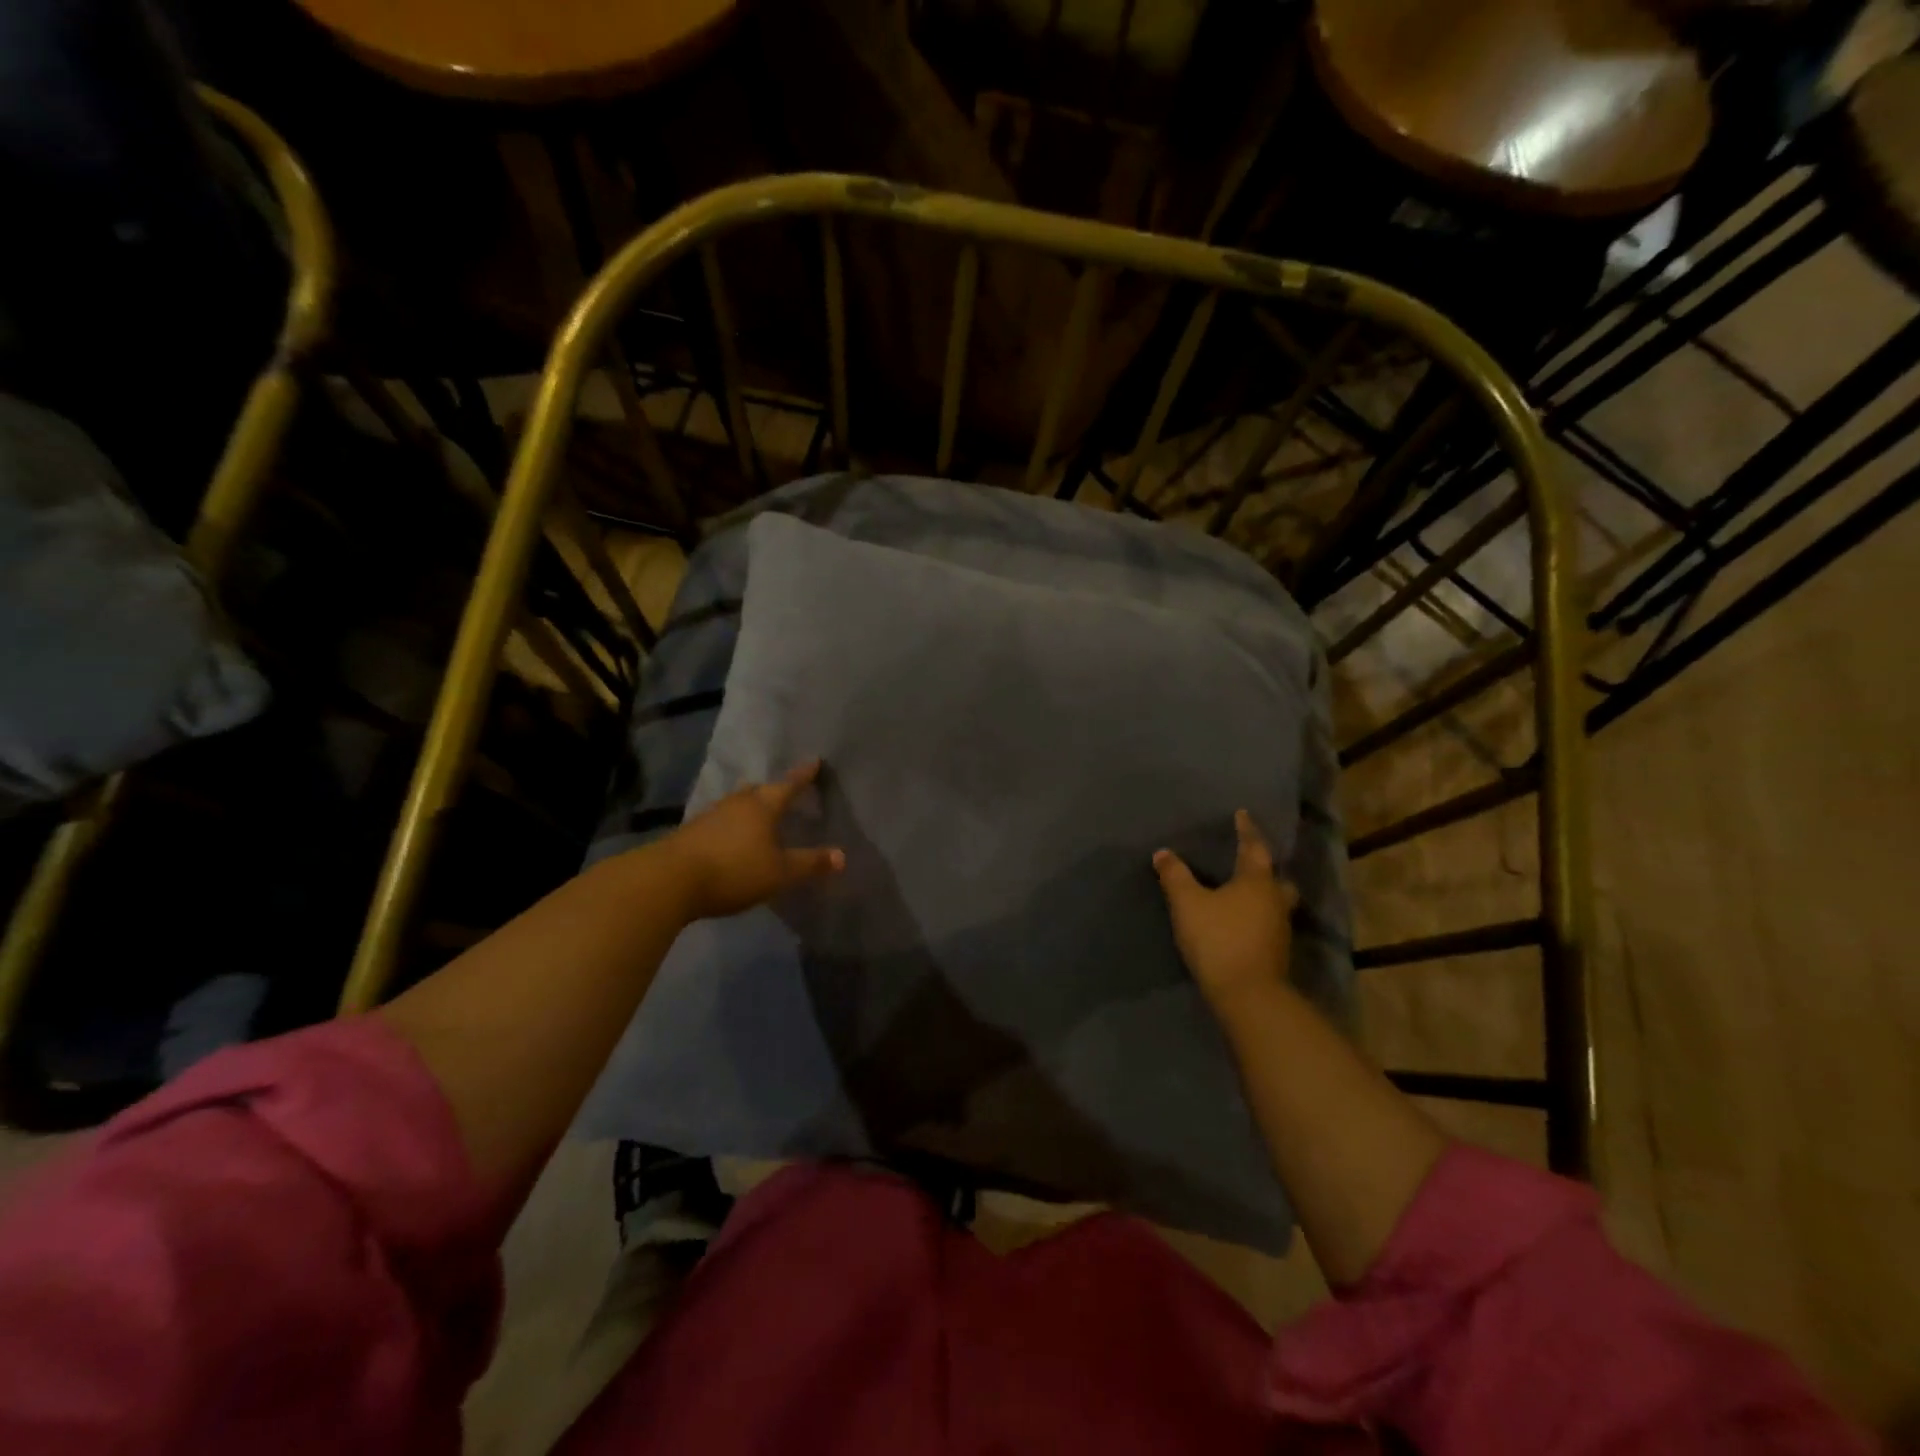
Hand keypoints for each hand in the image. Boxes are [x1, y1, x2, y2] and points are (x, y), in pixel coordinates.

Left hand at [664, 760, 844, 920]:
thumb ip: (810, 864)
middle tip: (783, 790)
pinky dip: (730, 824)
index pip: (789, 786)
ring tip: (757, 810)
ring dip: (748, 806)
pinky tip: (730, 835)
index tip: (814, 761)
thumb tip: (842, 856)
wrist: (670, 880)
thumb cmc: (734, 870)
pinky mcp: (691, 833)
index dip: (803, 776)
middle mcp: (737, 804)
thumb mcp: (780, 872)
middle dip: (772, 789)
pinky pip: (719, 821)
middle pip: (758, 790)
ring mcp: (710, 816)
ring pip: (736, 804)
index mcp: (762, 807)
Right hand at [1153, 810, 1296, 1016]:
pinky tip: (1240, 921)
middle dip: (1262, 868)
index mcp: (1257, 881)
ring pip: (1274, 902)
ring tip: (1240, 891)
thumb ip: (1175, 876)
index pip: (1253, 847)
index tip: (1242, 815)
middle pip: (1274, 877)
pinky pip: (1266, 923)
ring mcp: (1279, 929)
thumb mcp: (1188, 903)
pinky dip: (1256, 916)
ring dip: (1261, 894)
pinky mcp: (1275, 952)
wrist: (1248, 995)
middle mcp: (1274, 900)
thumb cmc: (1219, 939)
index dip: (1246, 830)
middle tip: (1247, 861)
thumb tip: (1163, 853)